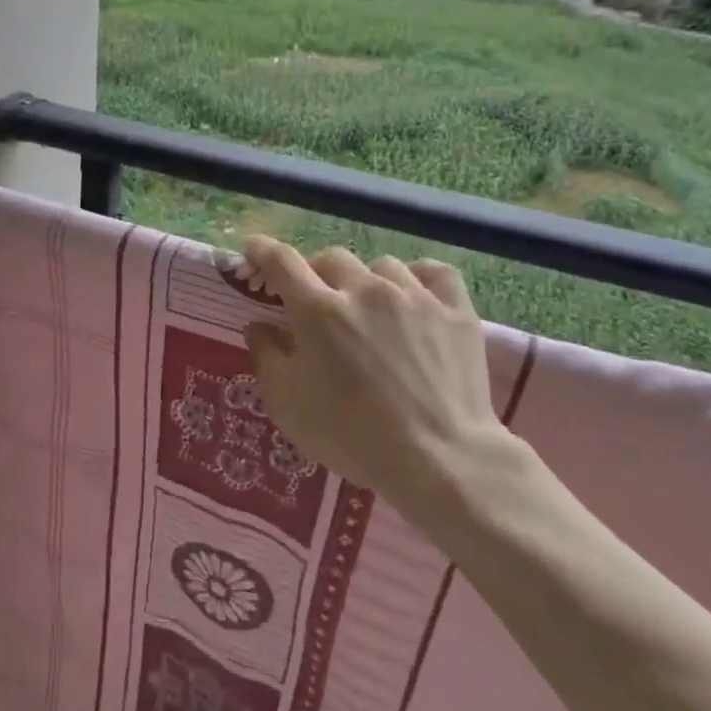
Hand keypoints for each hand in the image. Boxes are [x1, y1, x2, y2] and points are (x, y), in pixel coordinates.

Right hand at [241, 237, 538, 520]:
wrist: (438, 459)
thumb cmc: (351, 436)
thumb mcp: (288, 405)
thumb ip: (267, 357)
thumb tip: (259, 326)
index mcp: (318, 311)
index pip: (281, 261)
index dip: (263, 251)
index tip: (254, 251)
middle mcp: (364, 290)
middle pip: (330, 258)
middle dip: (315, 272)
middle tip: (315, 300)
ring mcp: (414, 296)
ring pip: (381, 265)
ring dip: (365, 279)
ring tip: (369, 307)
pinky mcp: (455, 310)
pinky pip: (433, 272)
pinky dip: (418, 277)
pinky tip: (413, 296)